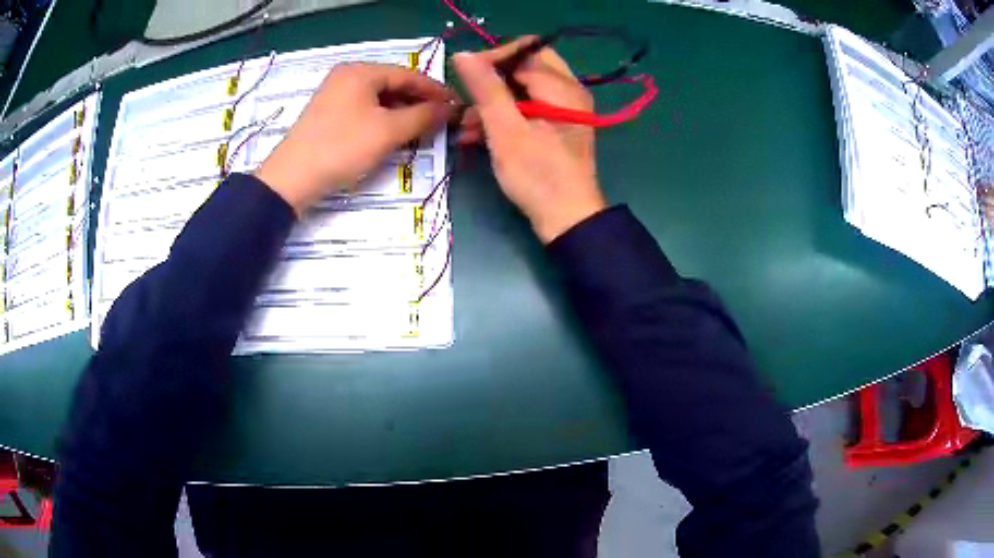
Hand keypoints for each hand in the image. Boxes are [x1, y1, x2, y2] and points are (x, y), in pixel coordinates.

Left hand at [256, 63, 456, 214]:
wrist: (292, 179)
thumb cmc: (342, 148)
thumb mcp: (389, 131)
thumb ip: (424, 116)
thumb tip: (451, 108)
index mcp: (361, 71)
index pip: (409, 75)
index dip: (436, 91)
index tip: (458, 106)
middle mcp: (348, 76)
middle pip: (394, 85)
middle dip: (419, 103)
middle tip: (442, 121)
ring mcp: (336, 94)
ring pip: (380, 99)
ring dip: (403, 113)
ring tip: (423, 130)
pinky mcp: (329, 114)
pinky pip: (366, 110)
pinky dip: (384, 120)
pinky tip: (395, 135)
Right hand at [454, 38, 606, 243]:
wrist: (567, 220)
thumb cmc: (537, 175)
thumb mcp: (506, 130)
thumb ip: (486, 89)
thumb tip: (463, 54)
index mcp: (562, 87)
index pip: (525, 51)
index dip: (492, 58)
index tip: (464, 76)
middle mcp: (568, 91)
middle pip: (525, 66)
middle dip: (491, 80)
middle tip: (467, 97)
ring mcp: (564, 109)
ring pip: (523, 88)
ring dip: (493, 101)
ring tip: (464, 125)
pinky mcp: (557, 126)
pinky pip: (527, 107)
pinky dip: (504, 115)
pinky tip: (476, 134)